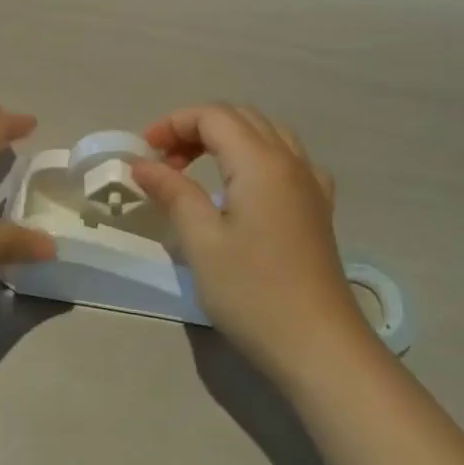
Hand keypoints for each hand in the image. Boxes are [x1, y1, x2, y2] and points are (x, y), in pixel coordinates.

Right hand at [131, 104, 370, 374]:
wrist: (321, 347)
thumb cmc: (254, 292)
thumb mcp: (201, 241)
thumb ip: (173, 192)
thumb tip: (142, 163)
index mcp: (260, 162)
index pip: (213, 116)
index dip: (173, 124)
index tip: (144, 153)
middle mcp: (290, 161)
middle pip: (240, 118)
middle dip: (196, 129)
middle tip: (165, 163)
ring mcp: (311, 185)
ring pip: (266, 135)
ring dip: (226, 140)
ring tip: (197, 171)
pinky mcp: (318, 210)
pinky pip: (287, 160)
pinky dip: (256, 157)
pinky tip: (245, 188)